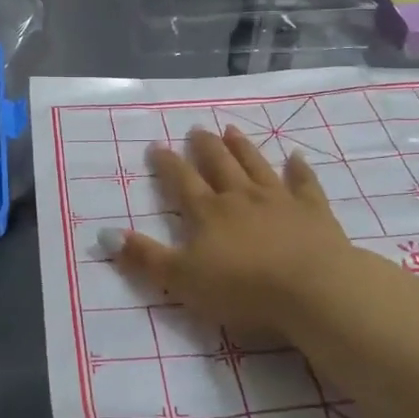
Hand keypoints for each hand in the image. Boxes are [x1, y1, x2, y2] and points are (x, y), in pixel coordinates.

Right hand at [113, 127, 359, 343]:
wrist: (312, 289)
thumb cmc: (242, 288)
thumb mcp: (181, 280)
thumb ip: (145, 257)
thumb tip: (105, 234)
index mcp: (208, 213)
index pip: (182, 181)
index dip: (167, 164)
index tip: (157, 145)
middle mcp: (241, 197)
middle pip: (219, 165)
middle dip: (205, 147)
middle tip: (197, 128)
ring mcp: (279, 200)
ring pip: (256, 166)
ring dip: (243, 148)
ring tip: (231, 130)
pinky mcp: (313, 212)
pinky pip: (304, 184)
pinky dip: (299, 169)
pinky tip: (297, 156)